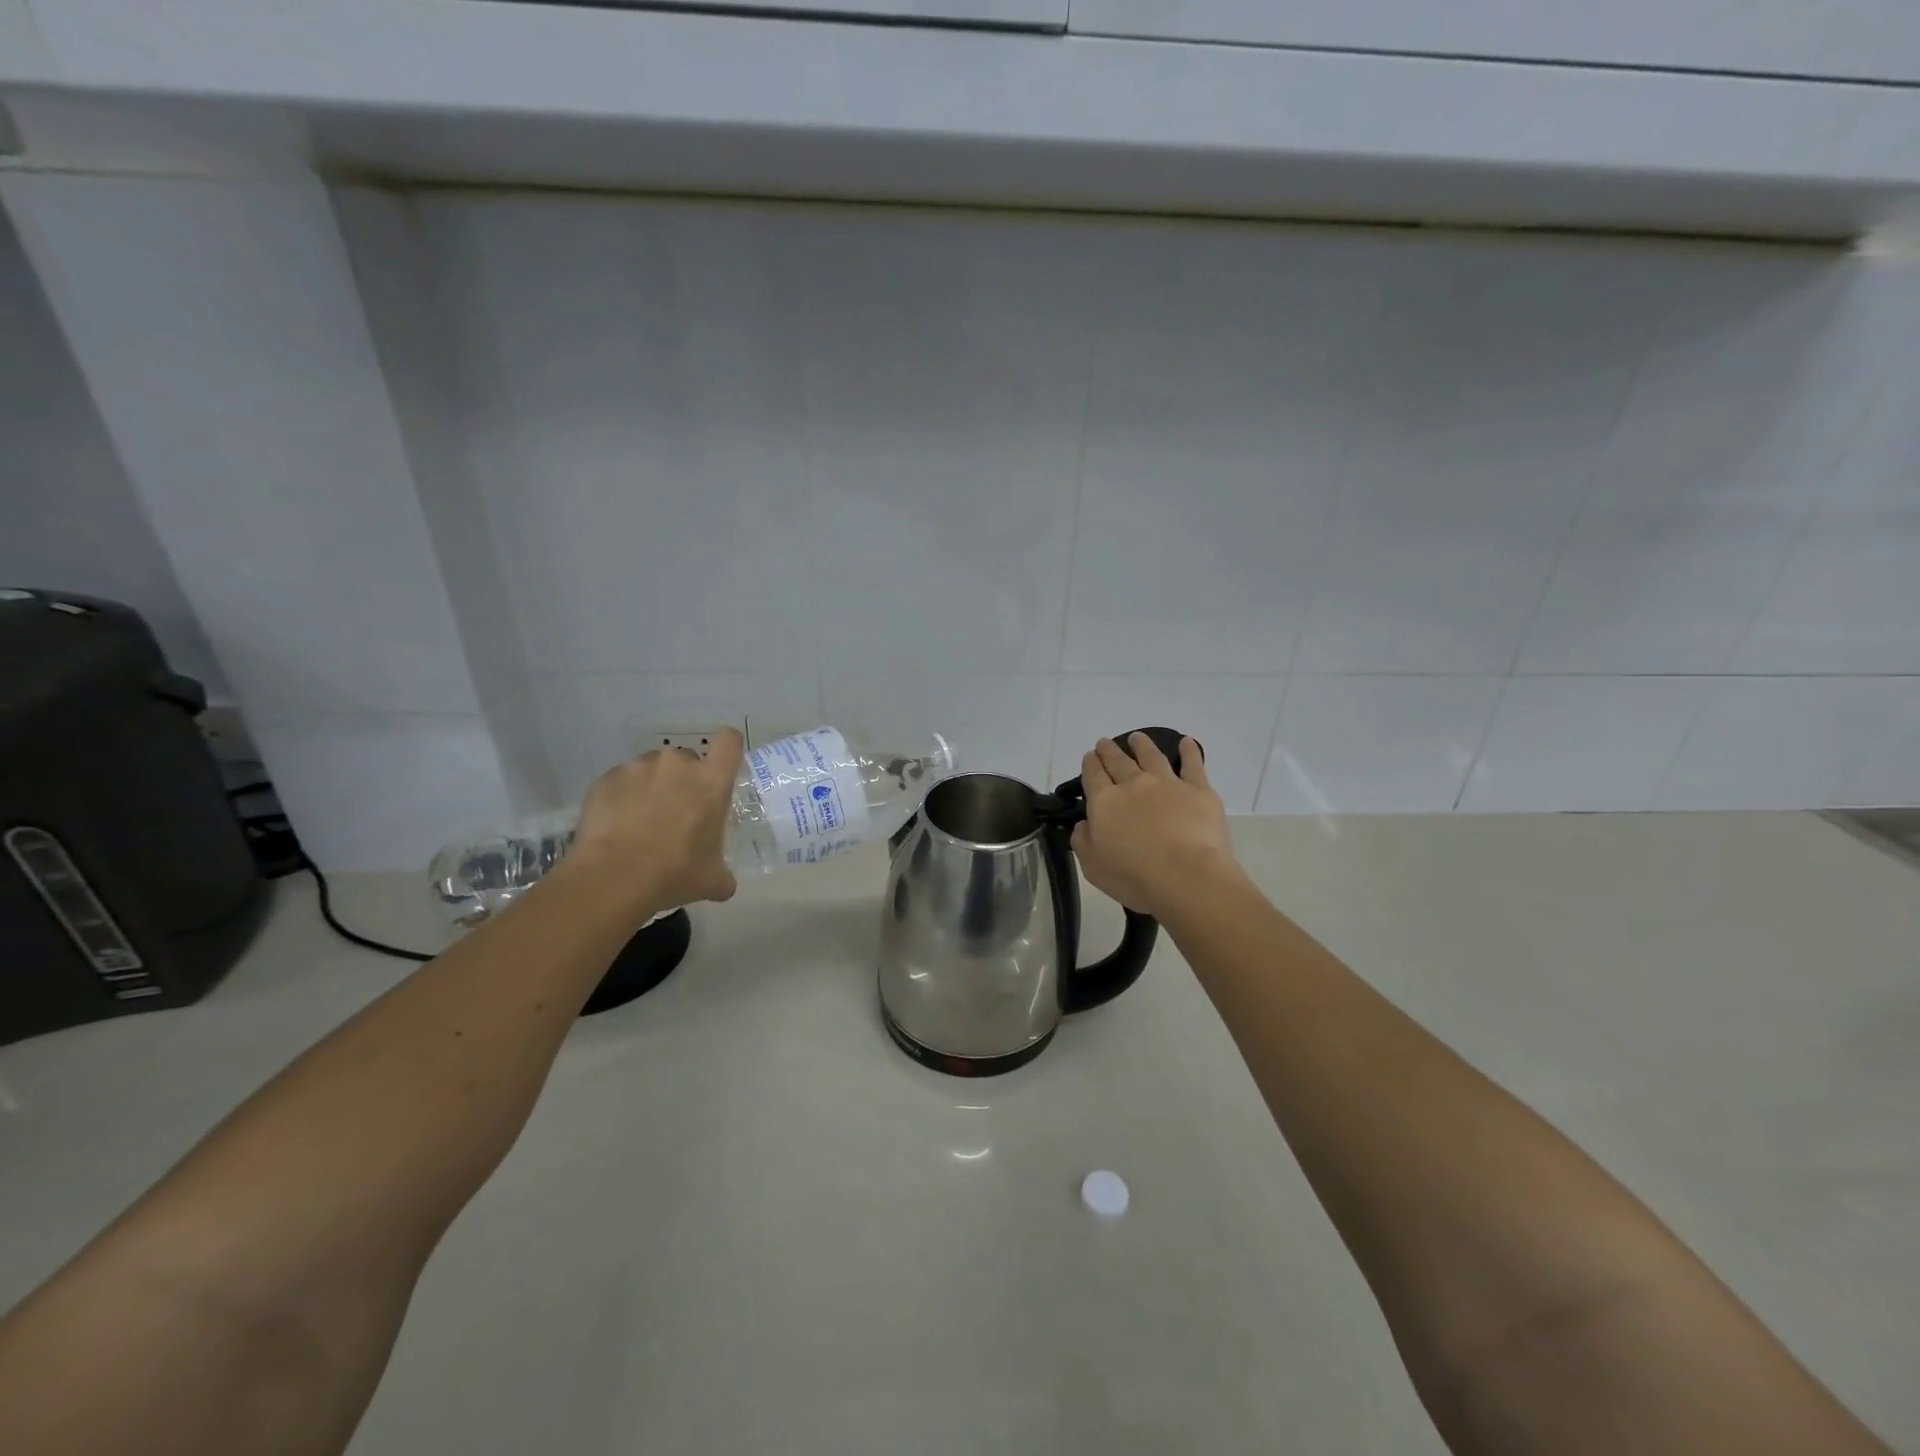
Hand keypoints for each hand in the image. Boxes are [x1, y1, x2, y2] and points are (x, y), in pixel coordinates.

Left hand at [566, 728, 744, 915]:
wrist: (613, 877)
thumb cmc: (675, 873)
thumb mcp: (712, 880)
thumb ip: (723, 873)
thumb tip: (725, 884)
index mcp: (712, 782)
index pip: (729, 742)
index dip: (727, 749)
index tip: (720, 767)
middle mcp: (678, 764)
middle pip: (687, 759)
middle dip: (683, 780)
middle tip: (675, 813)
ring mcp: (639, 767)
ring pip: (652, 768)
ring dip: (652, 786)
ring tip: (640, 821)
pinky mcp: (608, 777)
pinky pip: (622, 780)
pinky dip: (622, 796)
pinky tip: (616, 825)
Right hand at [1070, 733, 1242, 919]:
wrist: (1187, 877)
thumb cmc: (1134, 877)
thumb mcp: (1093, 866)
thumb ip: (1083, 841)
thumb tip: (1084, 824)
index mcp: (1105, 802)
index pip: (1093, 775)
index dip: (1090, 764)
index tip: (1090, 756)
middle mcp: (1133, 785)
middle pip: (1118, 761)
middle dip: (1109, 750)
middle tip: (1105, 743)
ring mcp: (1167, 784)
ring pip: (1151, 756)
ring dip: (1142, 745)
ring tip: (1137, 738)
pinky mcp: (1198, 790)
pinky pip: (1192, 764)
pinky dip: (1188, 751)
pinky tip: (1187, 742)